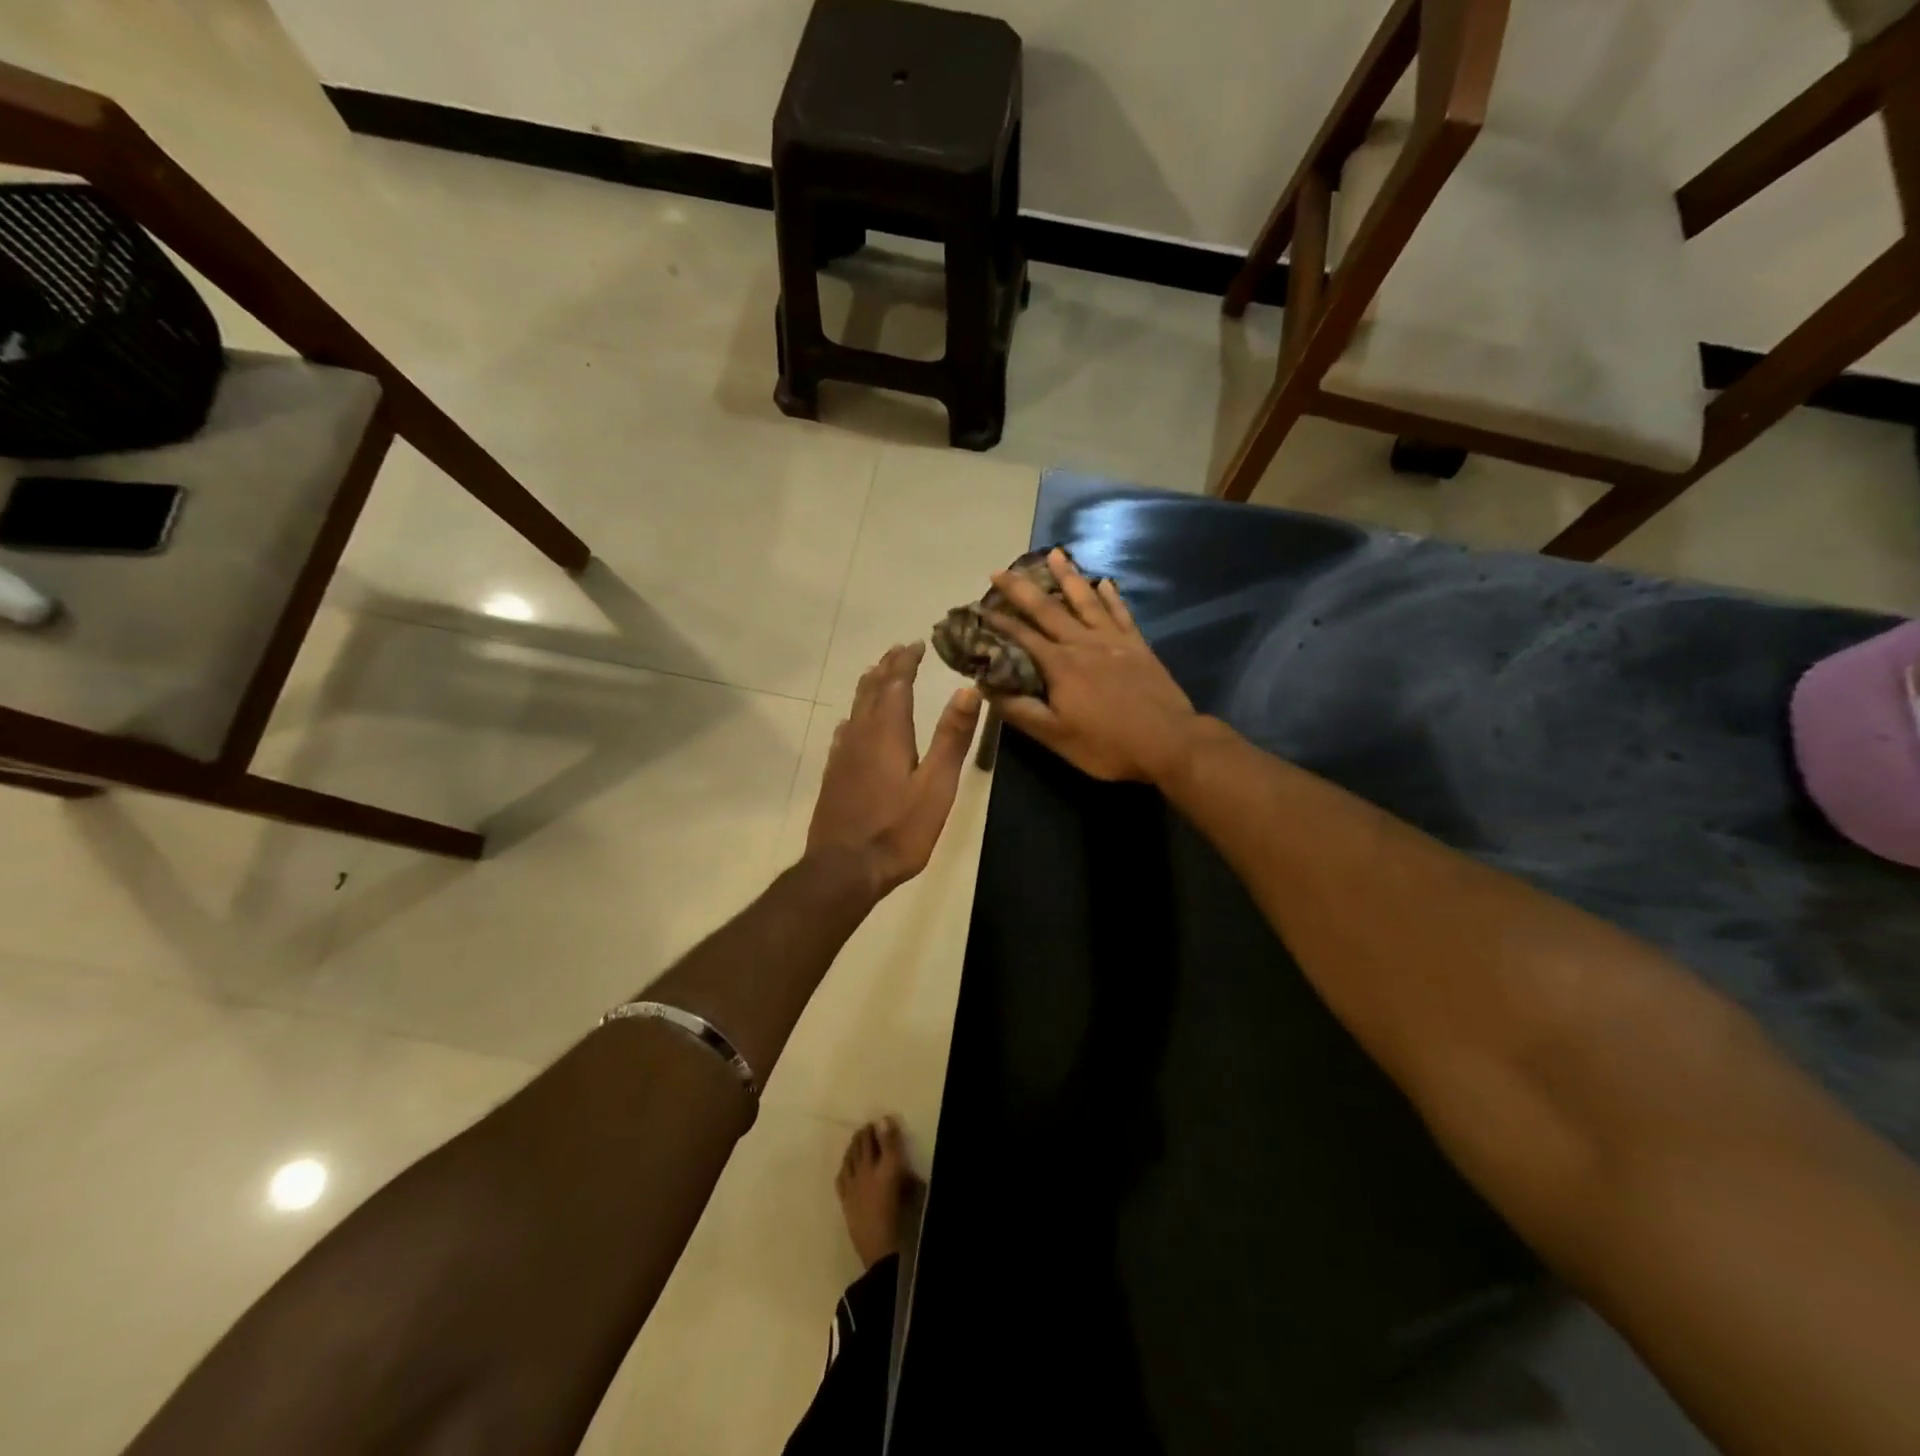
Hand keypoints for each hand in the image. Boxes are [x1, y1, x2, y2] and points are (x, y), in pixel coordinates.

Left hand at [807, 643, 982, 895]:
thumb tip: (967, 689)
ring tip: (879, 676)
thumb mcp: (937, 786)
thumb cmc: (899, 829)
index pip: (895, 683)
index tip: (916, 645)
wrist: (845, 869)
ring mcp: (843, 755)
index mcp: (887, 732)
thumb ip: (952, 738)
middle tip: (899, 652)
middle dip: (886, 668)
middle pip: (871, 690)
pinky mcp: (834, 774)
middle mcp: (860, 735)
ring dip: (869, 688)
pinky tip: (852, 724)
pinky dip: (855, 716)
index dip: (905, 662)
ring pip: (855, 708)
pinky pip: (845, 732)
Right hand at [985, 548, 1198, 782]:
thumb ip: (1021, 711)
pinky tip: (1103, 582)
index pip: (1021, 637)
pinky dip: (1110, 596)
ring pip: (1085, 600)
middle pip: (1048, 609)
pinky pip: (1121, 613)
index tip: (978, 608)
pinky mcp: (1138, 646)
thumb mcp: (1056, 736)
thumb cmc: (1108, 745)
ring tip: (1054, 553)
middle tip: (1000, 571)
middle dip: (1022, 589)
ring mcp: (1114, 641)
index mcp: (1060, 665)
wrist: (1169, 742)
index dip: (998, 622)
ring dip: (1067, 576)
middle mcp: (1083, 643)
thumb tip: (986, 688)